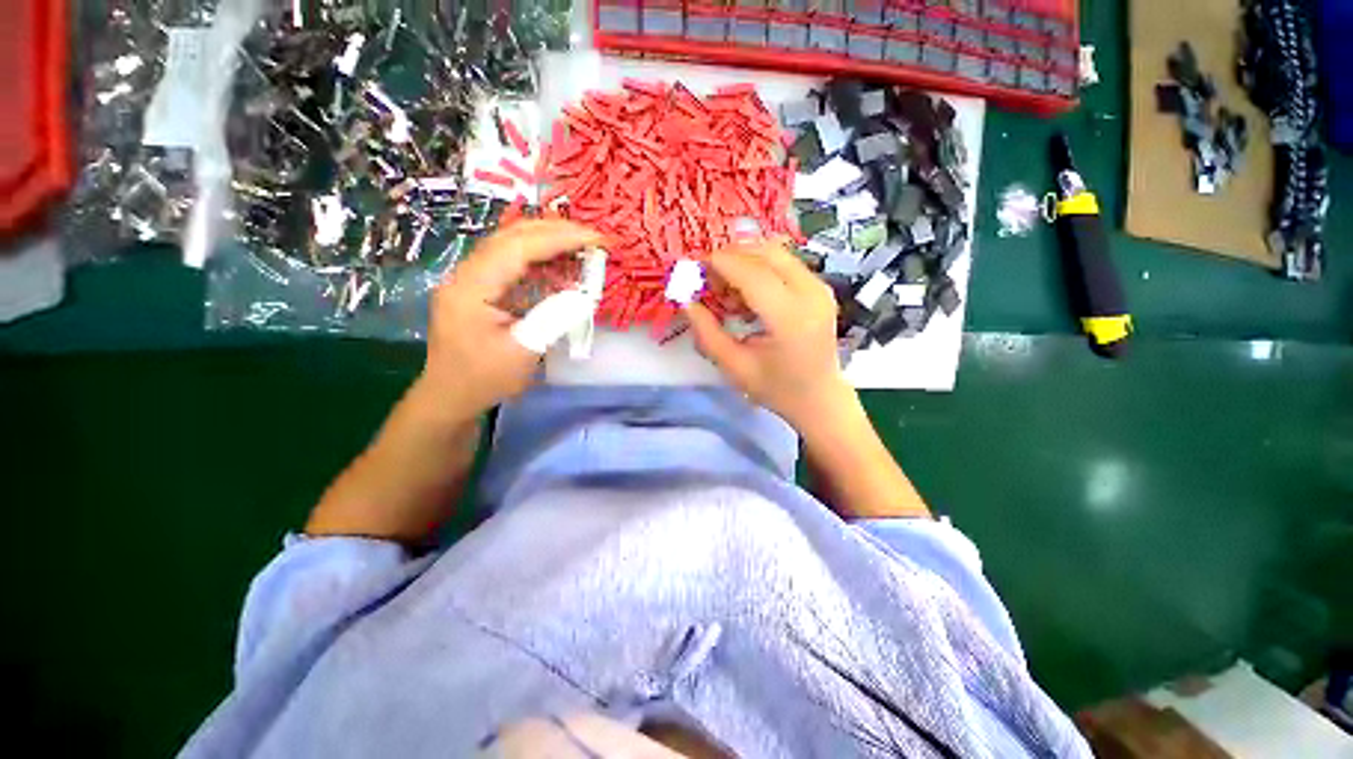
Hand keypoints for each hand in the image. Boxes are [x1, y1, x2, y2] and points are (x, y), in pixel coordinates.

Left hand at [423, 220, 602, 420]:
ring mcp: (472, 280)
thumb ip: (553, 319)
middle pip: (511, 236)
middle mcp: (467, 274)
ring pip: (512, 246)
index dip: (558, 238)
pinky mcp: (481, 289)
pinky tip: (561, 266)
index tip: (594, 238)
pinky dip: (540, 261)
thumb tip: (582, 296)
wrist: (450, 397)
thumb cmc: (483, 380)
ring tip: (582, 246)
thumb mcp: (522, 353)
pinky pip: (513, 265)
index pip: (517, 248)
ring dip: (548, 242)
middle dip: (554, 231)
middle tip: (592, 237)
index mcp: (471, 288)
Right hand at [686, 241, 853, 428]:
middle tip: (708, 276)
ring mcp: (820, 288)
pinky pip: (785, 263)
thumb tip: (686, 302)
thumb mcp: (735, 367)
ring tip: (725, 287)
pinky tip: (747, 292)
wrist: (820, 398)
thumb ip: (708, 333)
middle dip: (732, 256)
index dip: (721, 263)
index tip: (695, 266)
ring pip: (776, 253)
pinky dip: (760, 268)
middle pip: (766, 253)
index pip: (752, 274)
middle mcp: (810, 294)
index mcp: (789, 318)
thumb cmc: (776, 389)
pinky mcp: (820, 288)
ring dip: (745, 260)